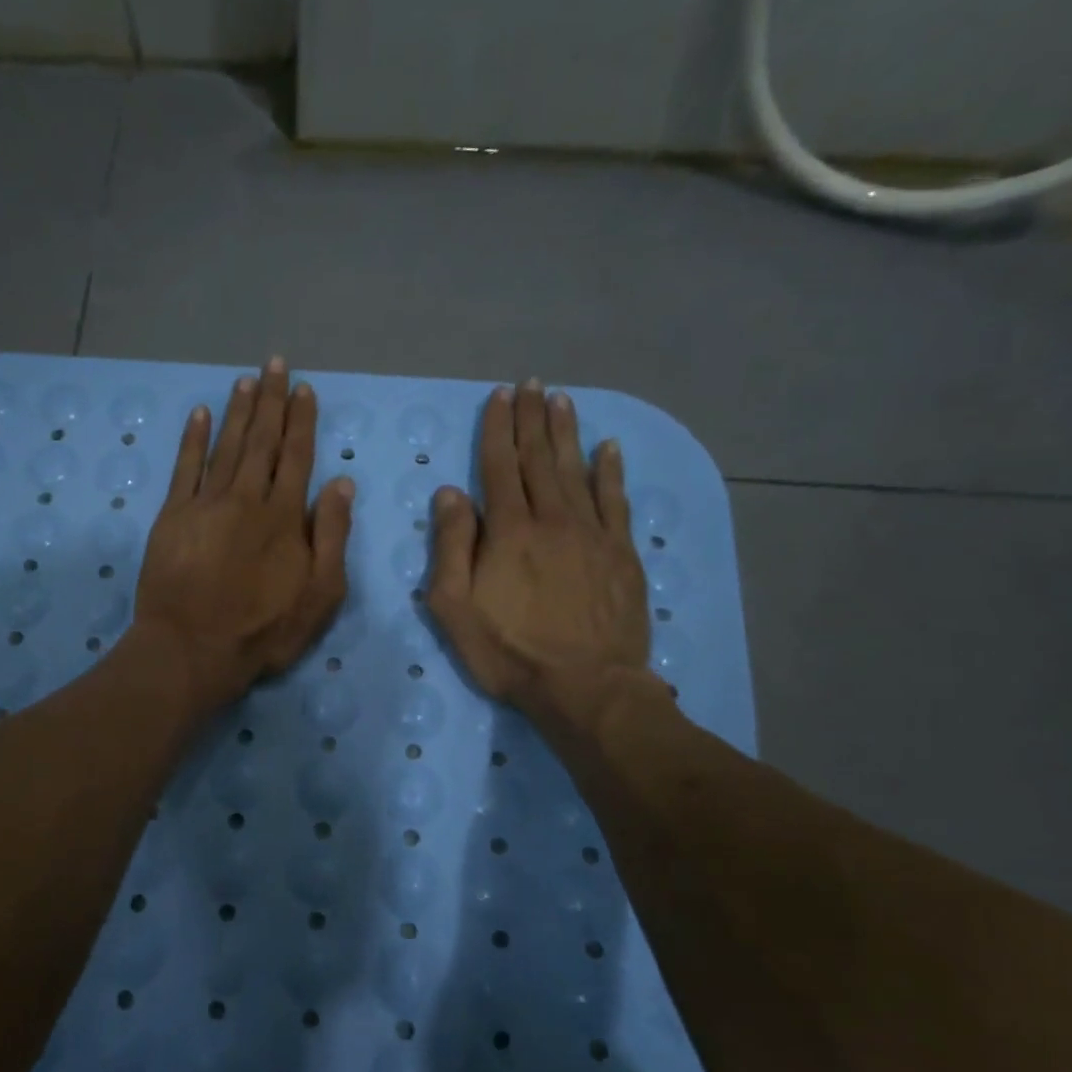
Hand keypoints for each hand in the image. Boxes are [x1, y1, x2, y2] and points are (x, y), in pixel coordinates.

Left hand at [133, 358, 353, 710]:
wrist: (192, 649)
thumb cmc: (263, 630)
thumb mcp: (320, 594)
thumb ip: (332, 536)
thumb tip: (342, 484)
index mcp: (284, 516)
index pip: (297, 456)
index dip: (302, 421)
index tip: (304, 389)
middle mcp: (246, 498)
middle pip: (262, 441)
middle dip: (271, 401)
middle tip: (274, 364)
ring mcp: (205, 504)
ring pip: (226, 446)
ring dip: (237, 411)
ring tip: (246, 380)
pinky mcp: (172, 516)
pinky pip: (184, 467)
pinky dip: (192, 439)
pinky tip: (199, 414)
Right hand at [427, 380, 654, 732]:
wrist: (585, 687)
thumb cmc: (509, 652)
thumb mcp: (454, 607)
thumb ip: (451, 546)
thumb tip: (450, 493)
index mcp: (508, 531)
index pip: (498, 466)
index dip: (497, 428)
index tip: (498, 396)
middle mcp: (552, 519)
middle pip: (539, 458)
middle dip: (531, 418)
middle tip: (531, 384)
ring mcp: (592, 534)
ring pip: (577, 470)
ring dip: (567, 433)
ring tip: (561, 400)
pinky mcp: (621, 553)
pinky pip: (616, 501)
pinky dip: (611, 471)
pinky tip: (608, 448)